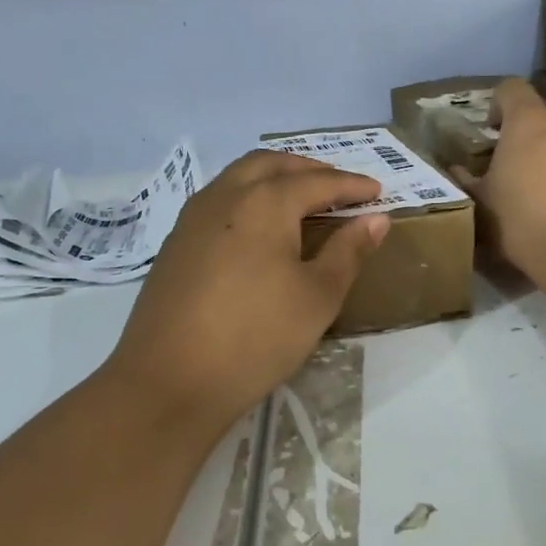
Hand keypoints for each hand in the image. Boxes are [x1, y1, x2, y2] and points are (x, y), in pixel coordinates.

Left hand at [99, 151, 389, 436]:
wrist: (168, 381)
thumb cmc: (255, 336)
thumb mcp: (317, 297)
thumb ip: (349, 252)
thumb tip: (375, 219)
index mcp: (265, 202)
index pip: (318, 181)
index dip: (351, 184)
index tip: (378, 190)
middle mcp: (226, 195)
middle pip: (272, 164)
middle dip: (309, 168)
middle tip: (338, 186)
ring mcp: (193, 217)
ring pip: (239, 176)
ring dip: (274, 177)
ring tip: (300, 199)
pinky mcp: (176, 243)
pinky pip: (218, 199)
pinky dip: (248, 196)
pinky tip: (258, 228)